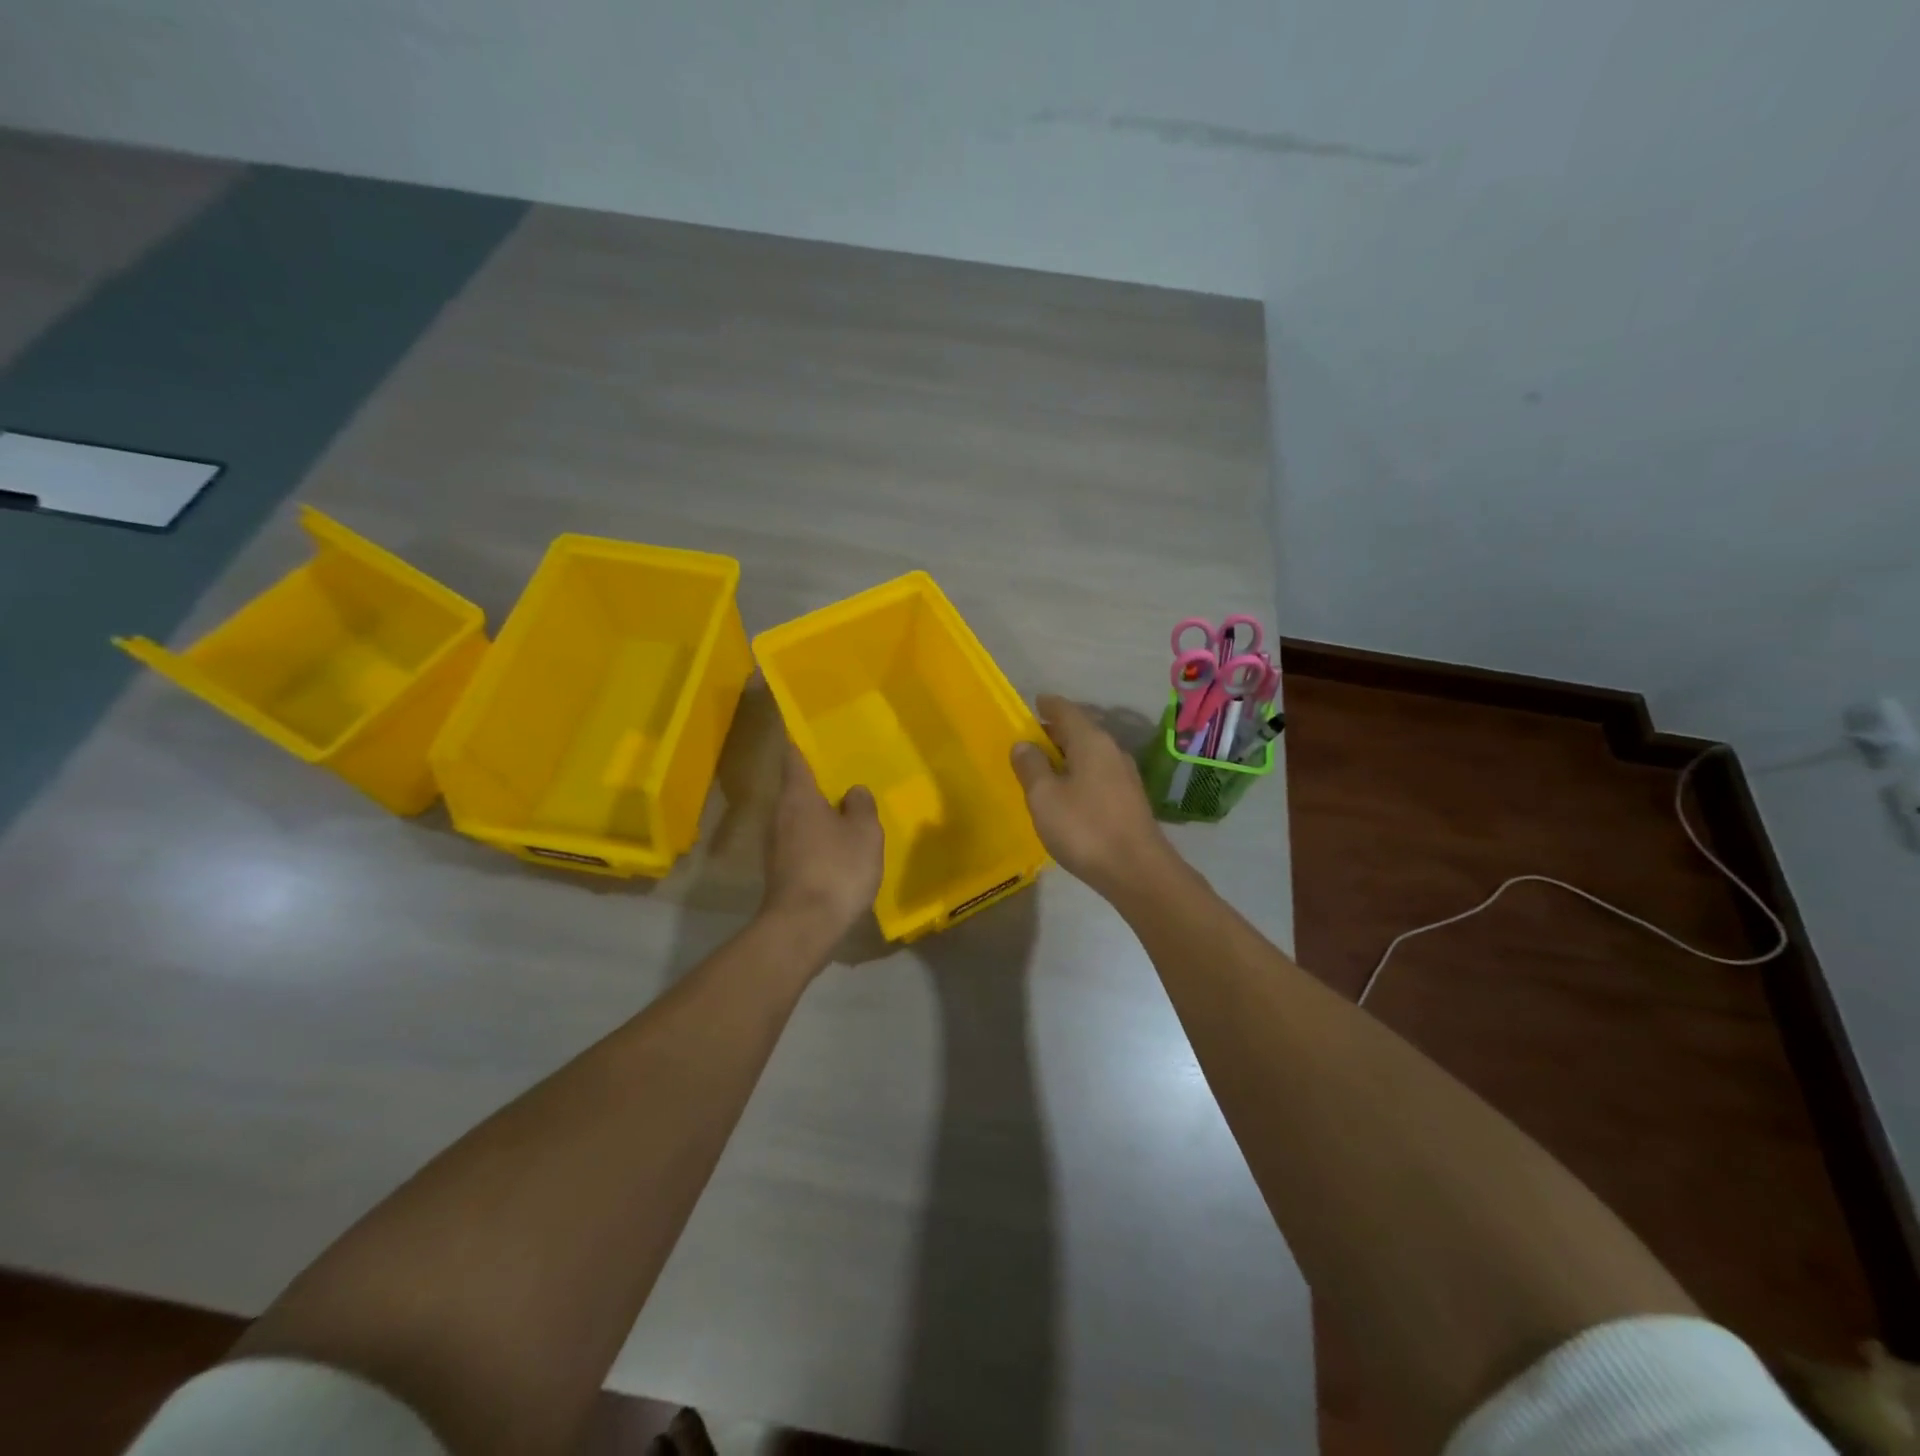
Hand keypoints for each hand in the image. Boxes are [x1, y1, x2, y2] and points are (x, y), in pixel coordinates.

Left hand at [761, 743, 884, 935]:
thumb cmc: (836, 870)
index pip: (794, 755)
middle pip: (796, 786)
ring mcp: (775, 843)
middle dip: (817, 778)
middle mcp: (780, 813)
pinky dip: (817, 835)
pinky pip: (801, 839)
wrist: (803, 927)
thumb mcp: (864, 833)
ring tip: (847, 807)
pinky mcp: (780, 869)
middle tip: (844, 769)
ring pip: (798, 815)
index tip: (810, 726)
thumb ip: (861, 806)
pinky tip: (839, 844)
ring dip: (818, 810)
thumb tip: (853, 791)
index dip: (801, 739)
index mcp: (798, 796)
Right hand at [1010, 695, 1172, 897]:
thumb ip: (1031, 767)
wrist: (1137, 871)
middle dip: (1054, 731)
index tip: (1032, 704)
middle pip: (1080, 730)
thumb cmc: (1084, 828)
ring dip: (1067, 754)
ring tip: (1043, 766)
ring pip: (1090, 753)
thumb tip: (1023, 744)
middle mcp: (1111, 750)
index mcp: (1091, 741)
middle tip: (1029, 739)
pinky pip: (1098, 773)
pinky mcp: (1129, 799)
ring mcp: (1124, 775)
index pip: (1065, 710)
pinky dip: (1079, 773)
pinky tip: (1067, 791)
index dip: (1047, 705)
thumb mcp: (1045, 797)